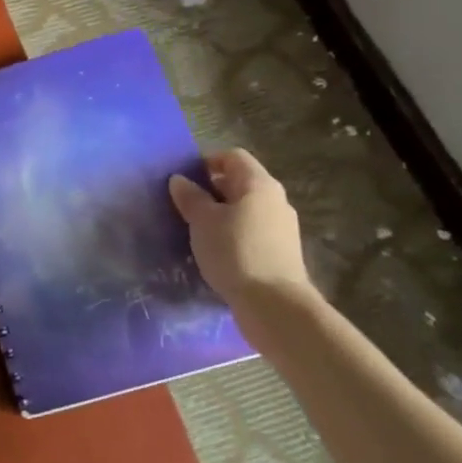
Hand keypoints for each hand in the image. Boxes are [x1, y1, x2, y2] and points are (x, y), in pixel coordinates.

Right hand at [168, 150, 313, 310]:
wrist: (274, 305)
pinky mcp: (280, 253)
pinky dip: (232, 235)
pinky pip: (250, 232)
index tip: (184, 179)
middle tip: (184, 205)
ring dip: (220, 215)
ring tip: (196, 230)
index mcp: (259, 185)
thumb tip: (180, 180)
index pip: (233, 157)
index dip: (207, 162)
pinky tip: (215, 252)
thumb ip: (190, 197)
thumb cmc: (235, 251)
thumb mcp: (203, 221)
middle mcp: (275, 201)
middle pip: (240, 183)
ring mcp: (281, 228)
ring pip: (245, 210)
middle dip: (211, 190)